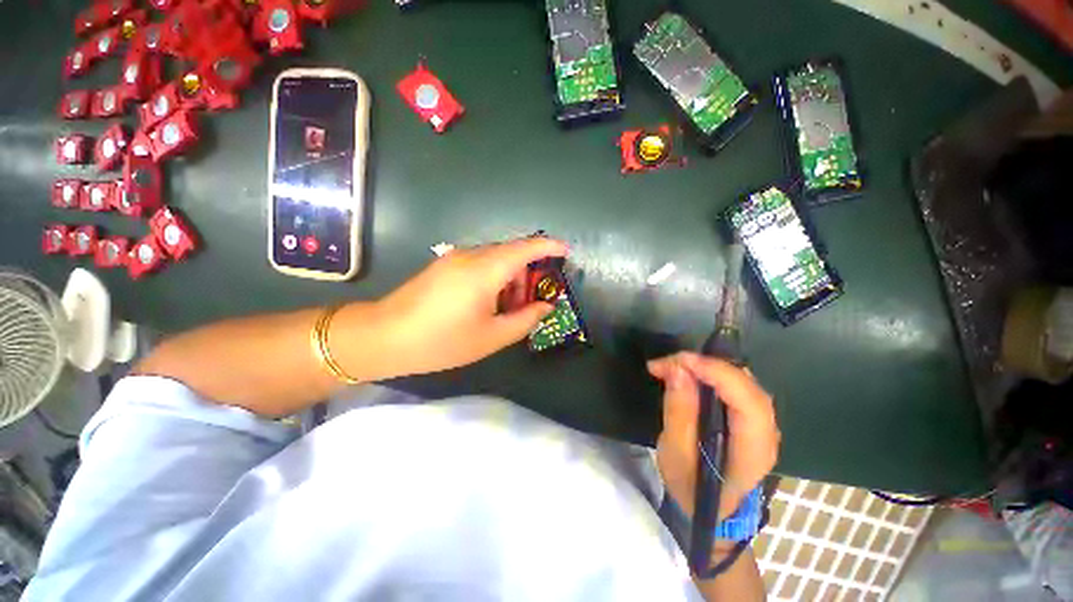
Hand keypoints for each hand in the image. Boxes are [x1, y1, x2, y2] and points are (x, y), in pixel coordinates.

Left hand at [337, 237, 567, 380]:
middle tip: (534, 300)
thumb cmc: (441, 341)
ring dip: (511, 277)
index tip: (566, 251)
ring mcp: (454, 258)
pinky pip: (479, 264)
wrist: (383, 337)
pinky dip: (495, 278)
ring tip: (511, 307)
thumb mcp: (491, 336)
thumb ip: (525, 319)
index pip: (525, 248)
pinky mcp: (444, 266)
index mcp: (485, 270)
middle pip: (511, 253)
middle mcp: (471, 256)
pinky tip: (490, 302)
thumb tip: (545, 307)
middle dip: (530, 272)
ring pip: (495, 258)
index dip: (549, 246)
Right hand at [648, 353, 779, 518]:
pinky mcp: (751, 417)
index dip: (717, 374)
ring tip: (675, 366)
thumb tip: (678, 371)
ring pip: (743, 382)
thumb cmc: (690, 487)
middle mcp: (767, 434)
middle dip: (707, 366)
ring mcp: (763, 424)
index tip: (680, 362)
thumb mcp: (675, 455)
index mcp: (752, 451)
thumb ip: (679, 413)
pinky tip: (691, 374)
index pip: (748, 403)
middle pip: (747, 386)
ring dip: (708, 367)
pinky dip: (712, 373)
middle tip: (670, 362)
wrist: (709, 509)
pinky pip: (736, 386)